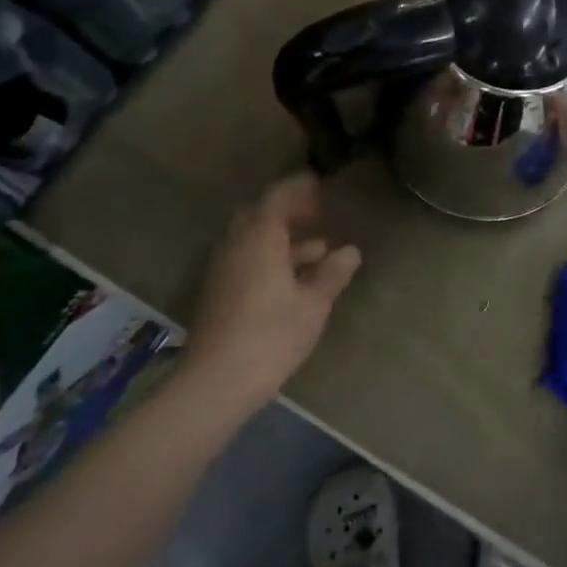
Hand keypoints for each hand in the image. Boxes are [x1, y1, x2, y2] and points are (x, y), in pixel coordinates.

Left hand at [184, 174, 360, 415]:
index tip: (319, 184)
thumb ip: (332, 274)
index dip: (298, 188)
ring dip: (282, 237)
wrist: (216, 382)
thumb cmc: (271, 335)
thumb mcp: (313, 304)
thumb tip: (350, 251)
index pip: (277, 197)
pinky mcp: (218, 292)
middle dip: (289, 211)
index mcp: (259, 238)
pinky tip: (293, 278)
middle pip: (260, 215)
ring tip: (318, 249)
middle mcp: (236, 245)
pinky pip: (246, 259)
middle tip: (318, 214)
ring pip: (252, 239)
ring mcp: (223, 269)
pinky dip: (270, 256)